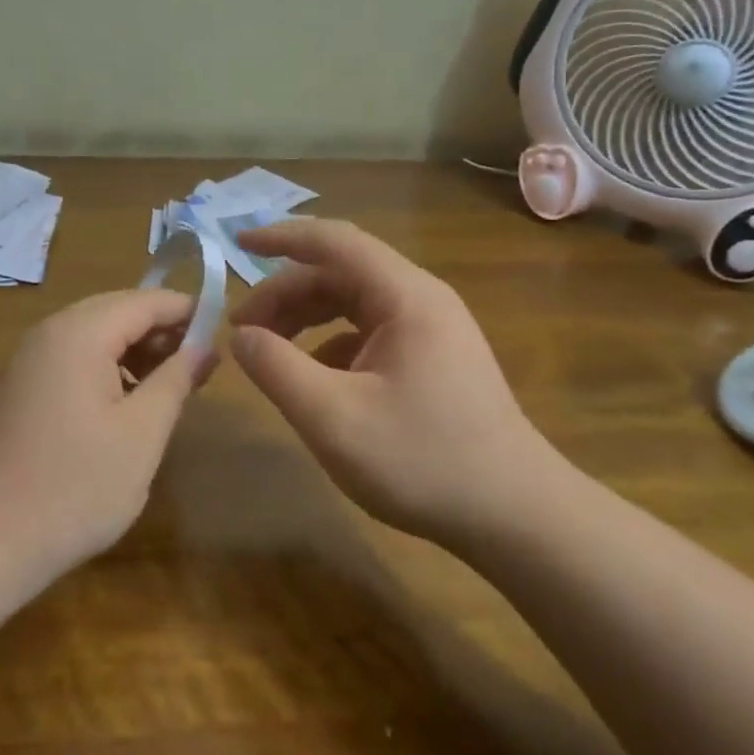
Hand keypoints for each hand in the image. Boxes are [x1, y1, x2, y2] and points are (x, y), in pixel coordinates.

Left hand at [0, 290, 211, 582]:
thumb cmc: (73, 487)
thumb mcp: (141, 434)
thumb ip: (176, 380)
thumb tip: (204, 346)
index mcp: (81, 332)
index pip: (146, 300)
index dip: (187, 312)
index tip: (223, 336)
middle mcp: (52, 331)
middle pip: (119, 311)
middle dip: (162, 332)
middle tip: (200, 367)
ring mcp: (30, 358)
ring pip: (96, 335)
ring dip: (136, 351)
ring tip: (170, 388)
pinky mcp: (21, 386)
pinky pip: (75, 358)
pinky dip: (109, 368)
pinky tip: (128, 405)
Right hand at [230, 218, 574, 547]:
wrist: (517, 517)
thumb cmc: (424, 461)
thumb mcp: (333, 418)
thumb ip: (277, 369)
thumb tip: (241, 336)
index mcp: (405, 296)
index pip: (334, 241)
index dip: (282, 237)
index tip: (236, 245)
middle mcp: (420, 299)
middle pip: (340, 274)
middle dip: (286, 294)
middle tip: (242, 329)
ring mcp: (431, 329)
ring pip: (353, 303)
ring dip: (306, 318)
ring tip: (267, 350)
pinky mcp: (433, 359)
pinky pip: (370, 333)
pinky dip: (330, 344)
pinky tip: (313, 379)